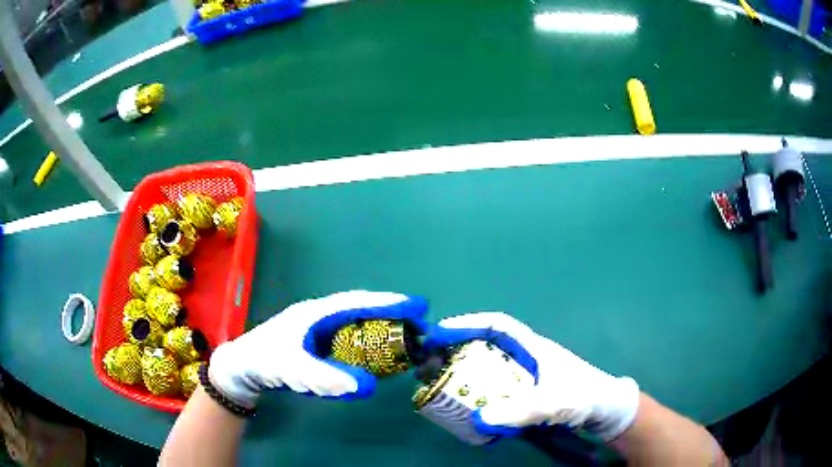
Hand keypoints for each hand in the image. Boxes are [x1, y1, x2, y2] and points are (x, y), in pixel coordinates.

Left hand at [208, 291, 427, 407]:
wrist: (241, 367)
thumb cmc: (264, 361)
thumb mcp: (293, 369)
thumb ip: (326, 378)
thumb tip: (369, 385)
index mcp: (316, 313)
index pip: (359, 303)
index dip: (389, 303)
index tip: (418, 306)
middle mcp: (321, 315)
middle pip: (362, 308)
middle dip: (391, 312)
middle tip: (420, 323)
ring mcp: (319, 328)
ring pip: (357, 320)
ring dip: (382, 324)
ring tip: (407, 334)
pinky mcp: (318, 341)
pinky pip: (350, 334)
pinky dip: (369, 338)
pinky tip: (377, 350)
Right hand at [424, 312, 638, 440]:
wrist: (608, 412)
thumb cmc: (588, 397)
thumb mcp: (558, 402)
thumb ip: (522, 411)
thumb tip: (478, 418)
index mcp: (534, 348)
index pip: (498, 326)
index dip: (468, 324)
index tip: (440, 334)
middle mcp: (527, 359)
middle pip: (487, 346)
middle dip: (458, 350)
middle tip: (431, 364)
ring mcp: (527, 378)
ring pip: (489, 370)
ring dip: (465, 375)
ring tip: (441, 385)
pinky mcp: (528, 396)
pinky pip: (496, 391)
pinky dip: (480, 396)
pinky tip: (470, 408)